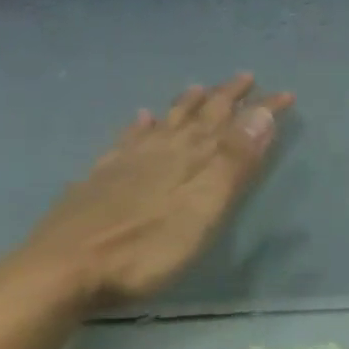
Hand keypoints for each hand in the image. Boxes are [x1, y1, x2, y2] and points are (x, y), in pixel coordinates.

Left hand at [14, 73, 292, 310]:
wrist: (63, 269)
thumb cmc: (146, 248)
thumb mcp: (203, 208)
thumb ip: (232, 162)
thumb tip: (261, 114)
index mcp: (191, 158)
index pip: (234, 124)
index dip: (261, 110)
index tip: (286, 94)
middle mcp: (161, 151)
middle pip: (199, 116)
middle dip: (226, 97)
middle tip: (245, 78)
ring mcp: (126, 163)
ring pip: (164, 124)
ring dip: (186, 106)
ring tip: (198, 88)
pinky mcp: (100, 179)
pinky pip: (126, 141)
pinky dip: (139, 127)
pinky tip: (140, 119)